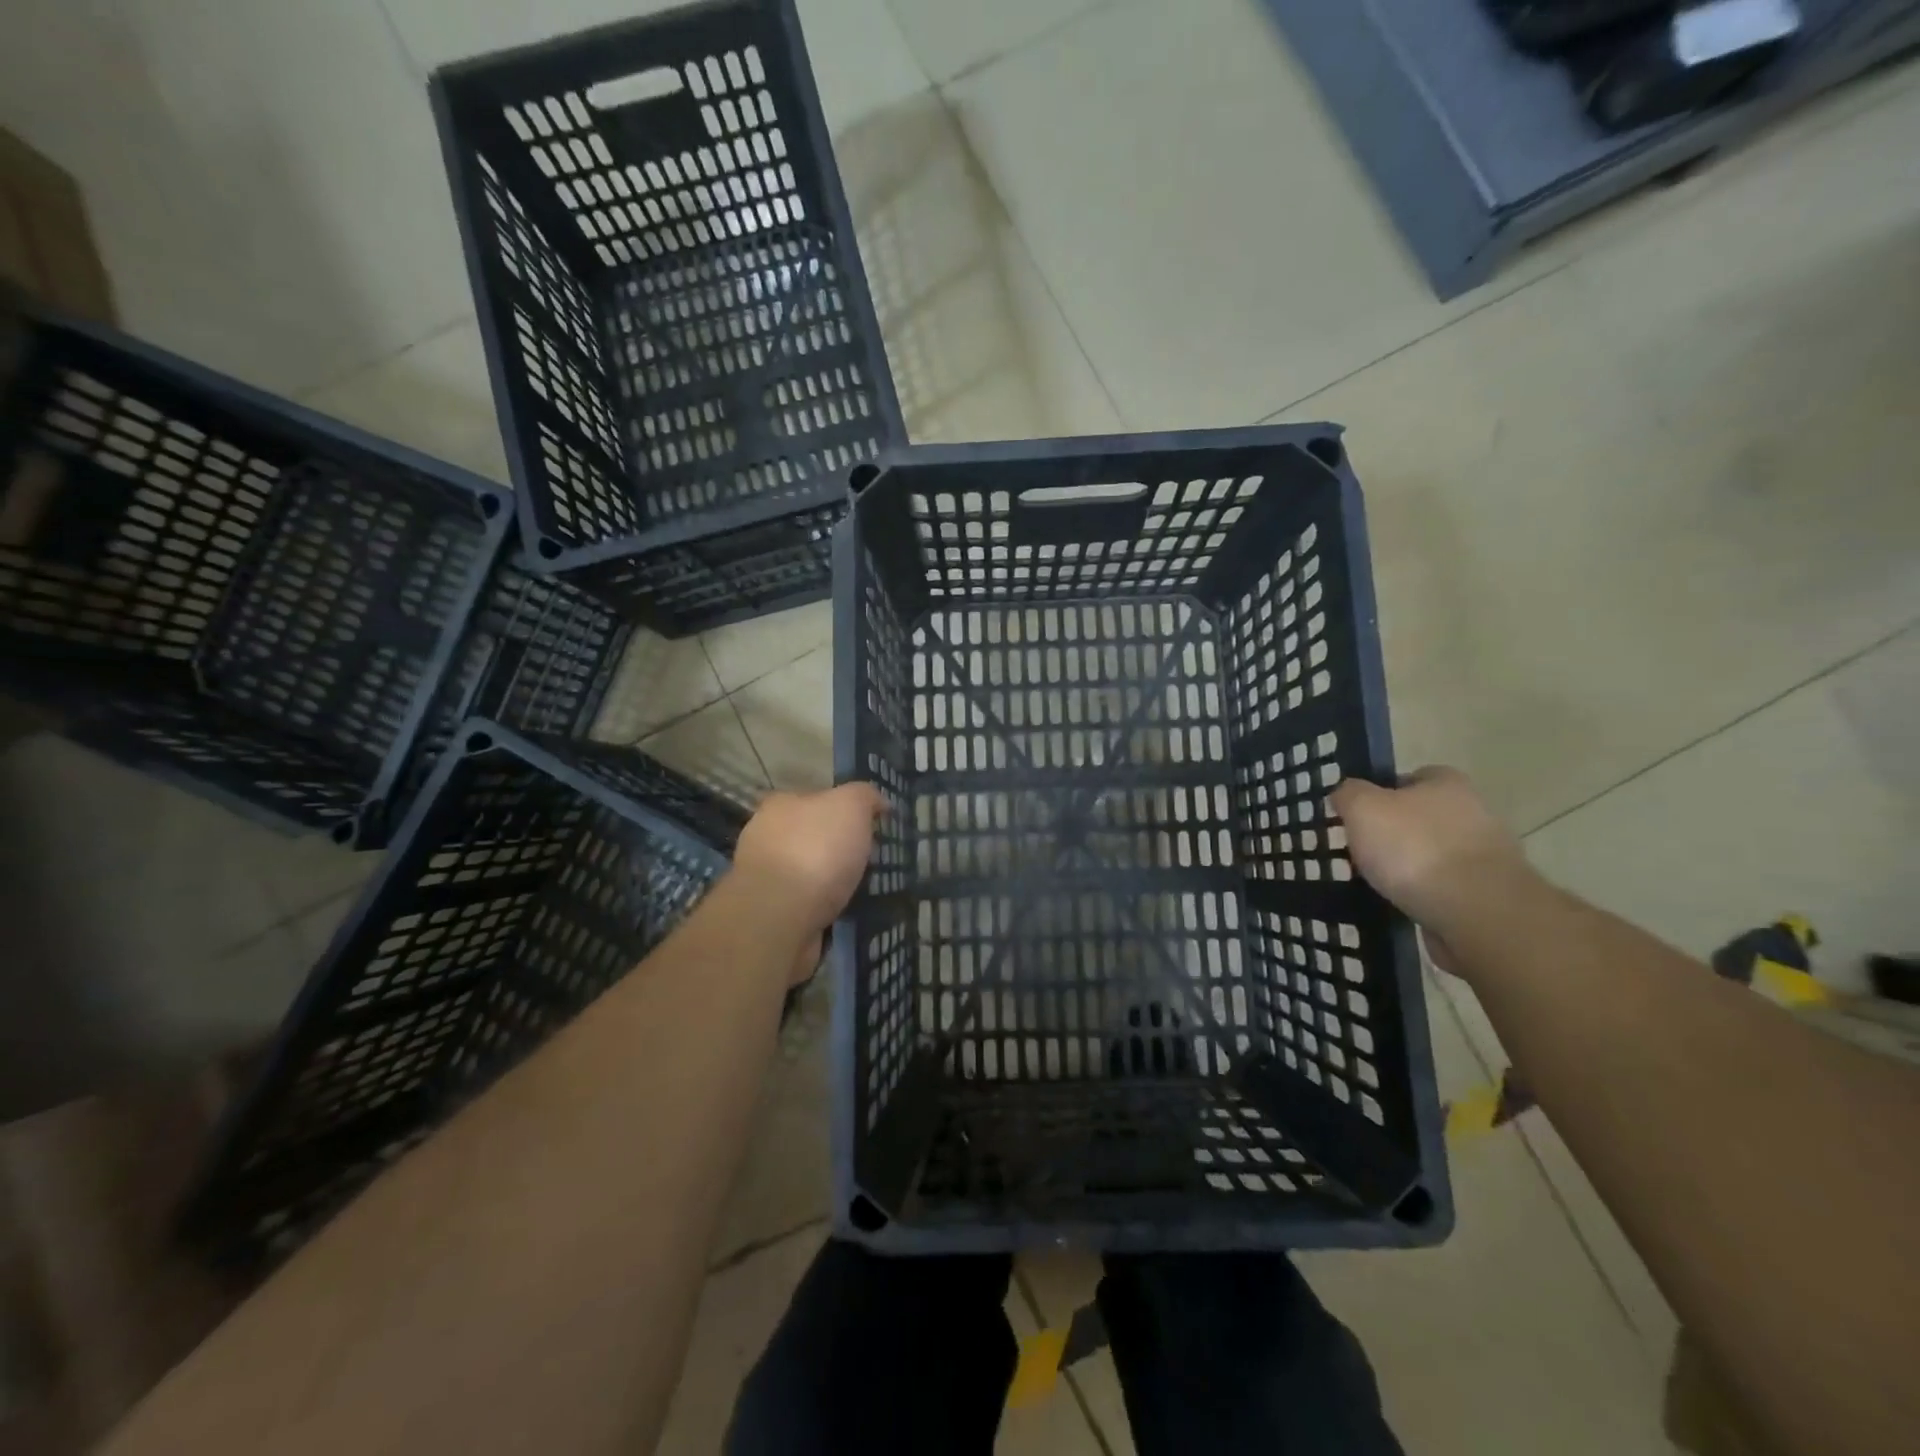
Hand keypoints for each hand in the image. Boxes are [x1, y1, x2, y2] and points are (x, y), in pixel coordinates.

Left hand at [732, 783, 888, 941]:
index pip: (815, 798)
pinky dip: (825, 907)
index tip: (870, 826)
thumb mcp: (851, 805)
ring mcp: (765, 878)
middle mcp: (766, 837)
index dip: (844, 809)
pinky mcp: (771, 914)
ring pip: (809, 872)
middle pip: (811, 836)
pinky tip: (845, 913)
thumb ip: (865, 796)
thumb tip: (878, 803)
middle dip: (837, 847)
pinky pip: (807, 904)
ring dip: (832, 881)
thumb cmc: (815, 850)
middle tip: (869, 859)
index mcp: (780, 805)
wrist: (780, 917)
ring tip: (863, 889)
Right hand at [1330, 768, 1530, 937]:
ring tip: (1378, 883)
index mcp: (1447, 783)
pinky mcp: (1489, 893)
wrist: (1477, 911)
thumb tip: (1345, 793)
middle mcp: (1474, 812)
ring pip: (1434, 853)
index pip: (1412, 777)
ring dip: (1411, 866)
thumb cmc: (1415, 847)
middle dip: (1396, 832)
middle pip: (1423, 816)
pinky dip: (1425, 894)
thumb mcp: (1363, 809)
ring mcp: (1486, 855)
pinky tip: (1403, 904)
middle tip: (1362, 851)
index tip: (1359, 816)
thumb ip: (1349, 794)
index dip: (1382, 792)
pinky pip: (1445, 887)